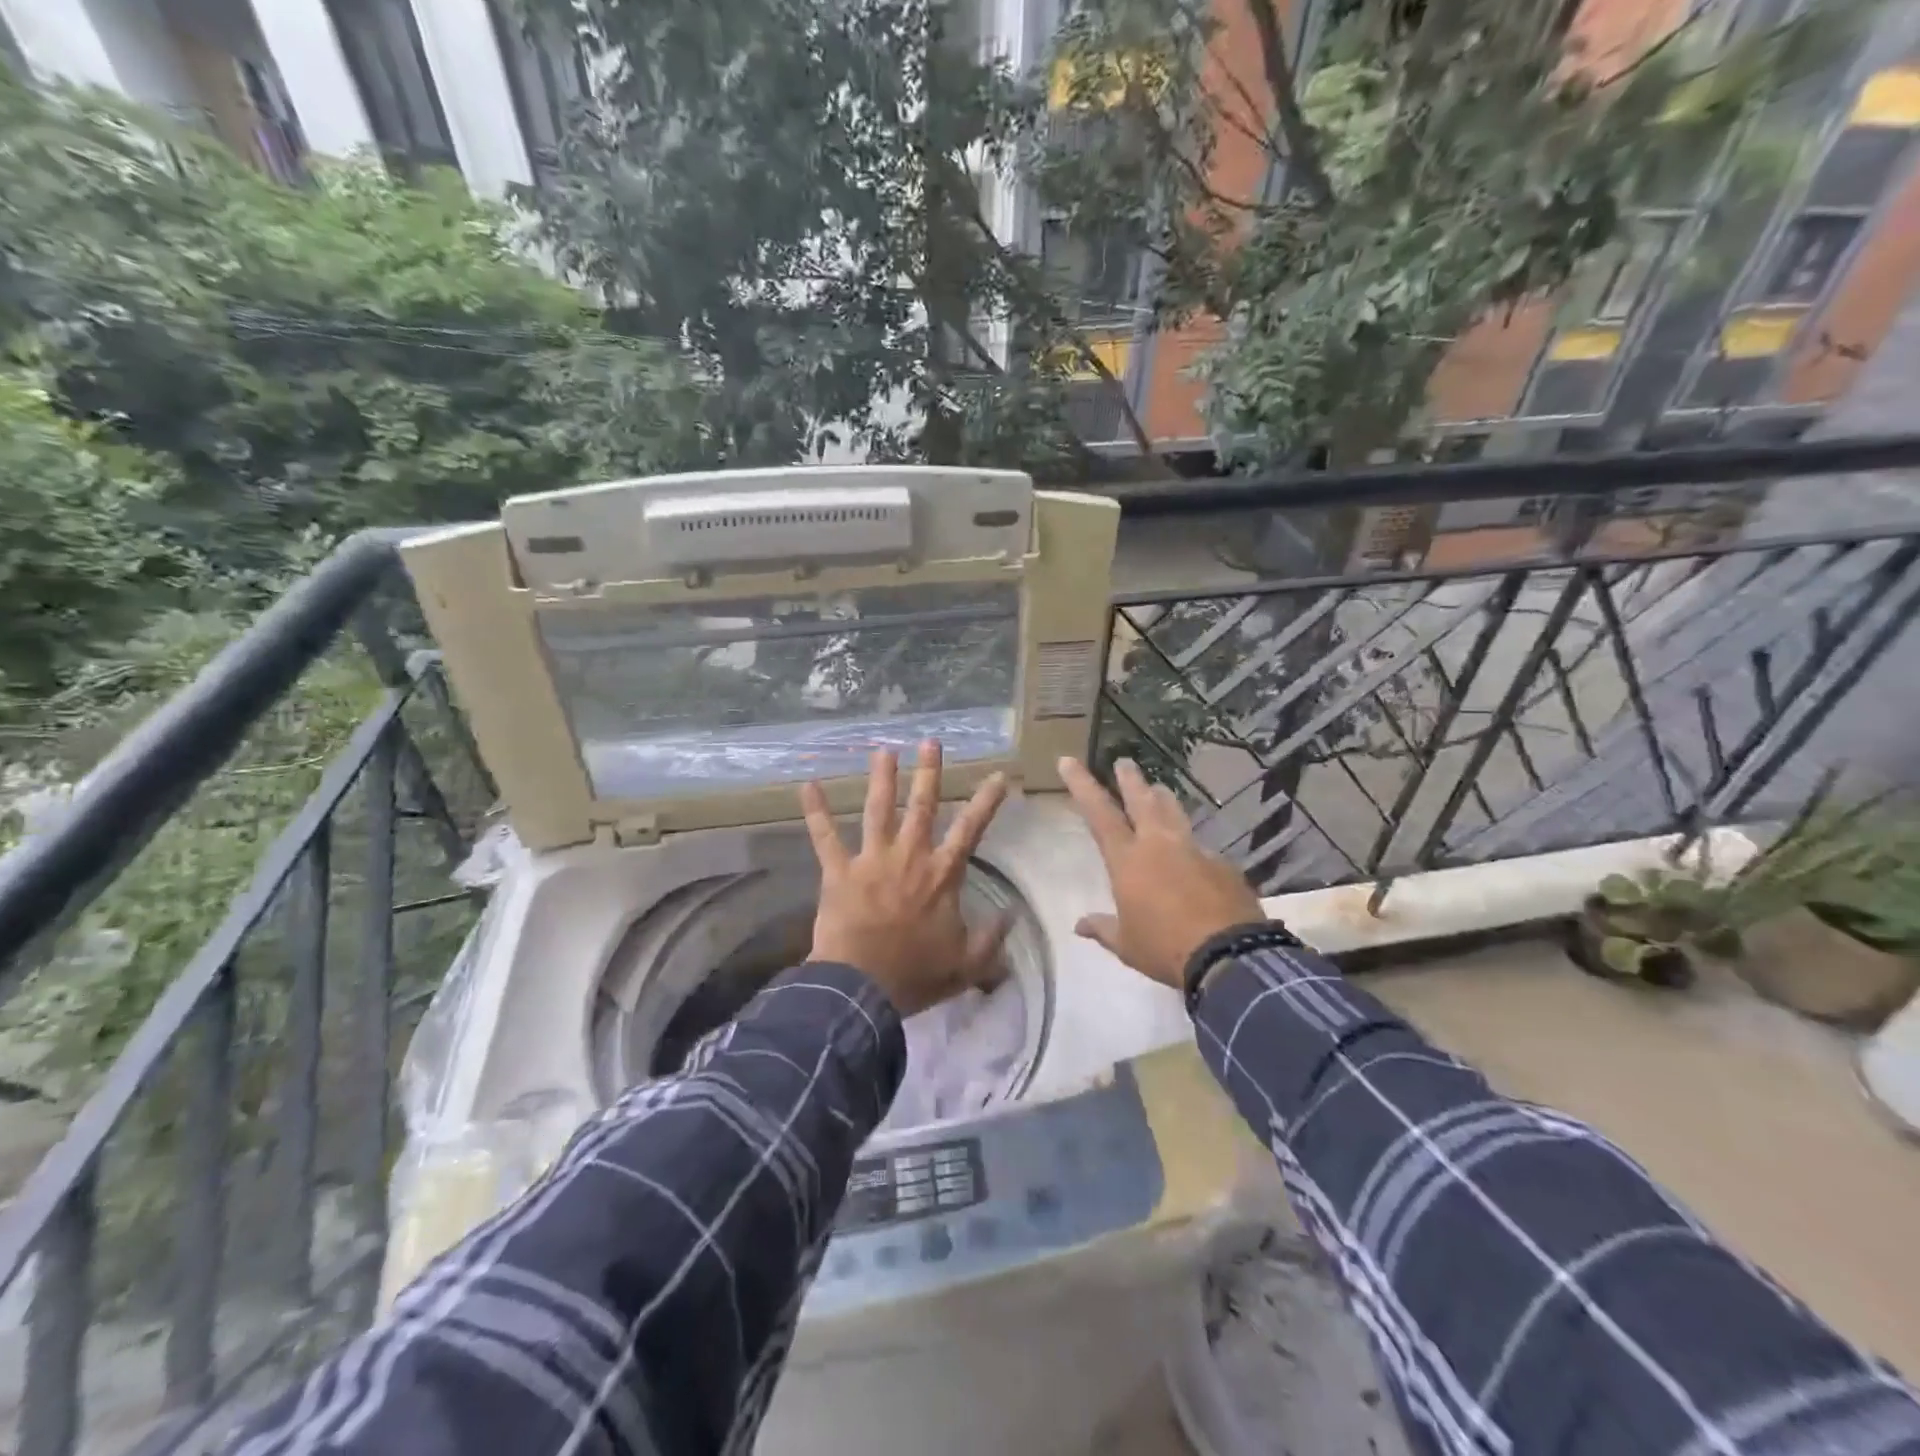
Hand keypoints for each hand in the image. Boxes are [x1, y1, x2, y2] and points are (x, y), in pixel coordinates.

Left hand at [799, 741, 1011, 1016]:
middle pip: (921, 806)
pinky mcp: (839, 871)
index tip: (998, 776)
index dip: (986, 802)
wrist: (862, 990)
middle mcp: (909, 857)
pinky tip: (807, 785)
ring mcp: (872, 860)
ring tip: (883, 750)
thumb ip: (992, 940)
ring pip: (878, 810)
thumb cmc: (915, 976)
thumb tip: (1011, 915)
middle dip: (928, 772)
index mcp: (942, 875)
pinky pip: (825, 836)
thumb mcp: (967, 965)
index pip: (970, 830)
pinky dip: (816, 811)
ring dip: (881, 778)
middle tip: (930, 742)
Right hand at [1059, 757, 1264, 990]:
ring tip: (1159, 790)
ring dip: (1164, 799)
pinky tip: (1194, 860)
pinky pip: (1201, 848)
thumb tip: (1080, 925)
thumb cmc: (1165, 948)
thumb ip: (1103, 929)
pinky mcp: (1223, 865)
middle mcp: (1159, 845)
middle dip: (1130, 779)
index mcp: (1128, 860)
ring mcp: (1195, 851)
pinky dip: (1191, 848)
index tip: (1069, 760)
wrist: (1229, 955)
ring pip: (1175, 813)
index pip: (1099, 813)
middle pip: (1142, 800)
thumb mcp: (1126, 945)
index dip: (1082, 784)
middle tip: (1124, 761)